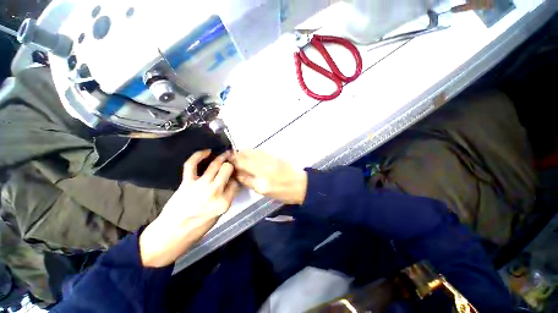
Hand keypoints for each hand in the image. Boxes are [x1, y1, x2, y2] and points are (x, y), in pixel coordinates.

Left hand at [139, 150, 239, 266]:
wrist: (173, 232)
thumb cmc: (199, 227)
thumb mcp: (220, 214)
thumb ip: (227, 197)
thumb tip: (230, 183)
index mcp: (224, 202)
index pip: (236, 183)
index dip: (236, 178)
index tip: (234, 176)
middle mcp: (214, 191)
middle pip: (227, 170)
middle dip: (231, 165)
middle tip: (231, 163)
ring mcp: (200, 185)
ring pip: (215, 165)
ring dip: (221, 157)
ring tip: (225, 154)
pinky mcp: (187, 182)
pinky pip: (192, 164)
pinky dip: (198, 155)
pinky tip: (207, 152)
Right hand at [229, 150, 306, 204]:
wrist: (301, 184)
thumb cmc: (283, 192)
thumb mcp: (265, 191)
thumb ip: (250, 182)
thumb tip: (239, 174)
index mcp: (260, 176)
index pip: (242, 165)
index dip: (234, 163)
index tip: (228, 162)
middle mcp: (263, 164)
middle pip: (246, 156)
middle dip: (237, 155)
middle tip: (231, 156)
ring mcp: (270, 159)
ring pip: (253, 152)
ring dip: (244, 152)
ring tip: (239, 153)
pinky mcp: (275, 156)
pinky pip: (261, 151)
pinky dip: (254, 151)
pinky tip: (251, 153)